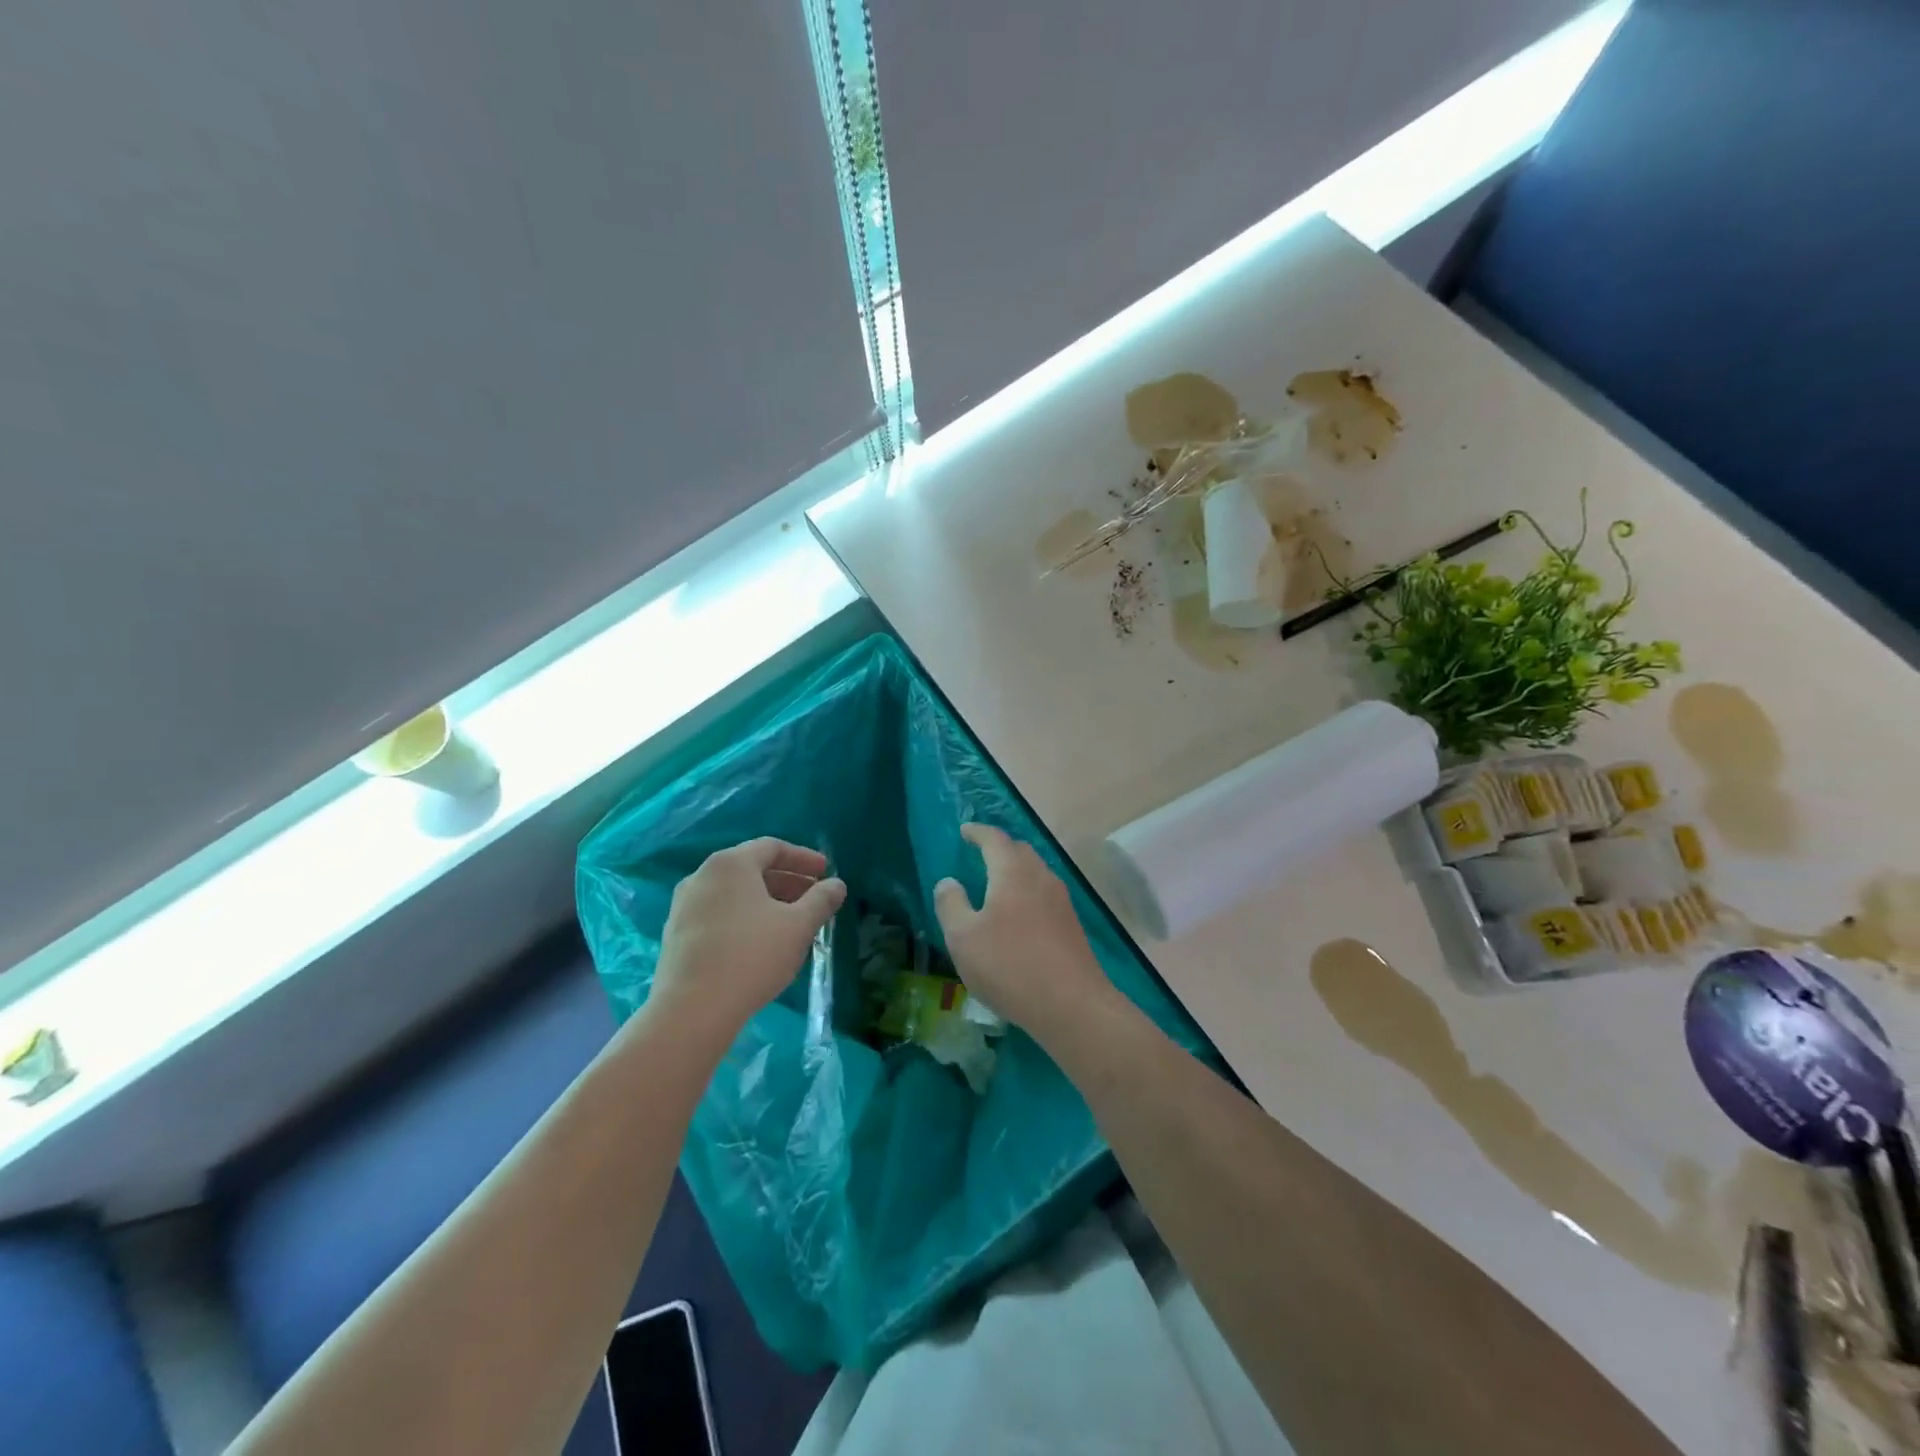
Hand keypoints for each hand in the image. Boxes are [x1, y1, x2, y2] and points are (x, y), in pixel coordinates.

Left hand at [652, 838, 846, 1042]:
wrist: (692, 1009)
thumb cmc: (752, 956)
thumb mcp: (798, 926)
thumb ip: (821, 900)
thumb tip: (837, 885)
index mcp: (730, 864)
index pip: (772, 847)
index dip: (803, 858)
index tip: (826, 871)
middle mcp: (702, 876)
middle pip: (752, 869)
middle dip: (787, 881)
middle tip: (814, 898)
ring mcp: (684, 906)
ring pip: (734, 894)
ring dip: (767, 902)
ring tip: (791, 922)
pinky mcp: (675, 935)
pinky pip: (718, 914)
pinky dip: (744, 918)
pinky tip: (761, 943)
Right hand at [934, 824, 1121, 1042]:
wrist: (1071, 1004)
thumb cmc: (1009, 966)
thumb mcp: (963, 938)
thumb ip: (951, 905)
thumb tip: (948, 882)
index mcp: (1013, 873)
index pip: (995, 839)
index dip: (978, 832)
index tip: (965, 831)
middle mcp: (1041, 878)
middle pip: (1020, 851)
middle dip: (1000, 848)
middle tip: (981, 854)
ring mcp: (1062, 901)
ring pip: (1036, 873)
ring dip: (1017, 870)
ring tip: (999, 883)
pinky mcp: (1072, 925)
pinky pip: (1046, 895)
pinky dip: (1029, 892)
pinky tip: (1020, 915)